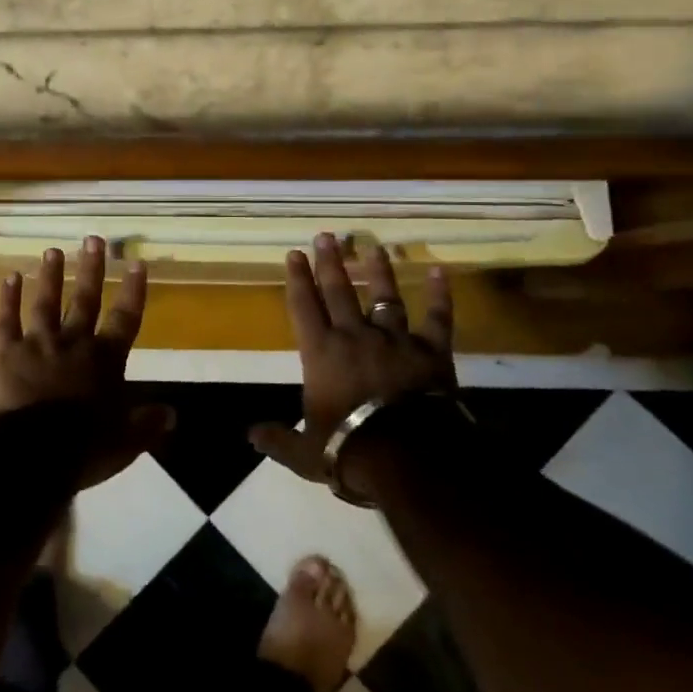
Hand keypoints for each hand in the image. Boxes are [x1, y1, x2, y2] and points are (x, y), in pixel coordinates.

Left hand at [0, 236, 172, 488]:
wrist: (31, 454)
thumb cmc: (82, 450)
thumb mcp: (124, 442)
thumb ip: (146, 424)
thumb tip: (173, 413)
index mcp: (105, 360)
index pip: (125, 319)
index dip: (133, 291)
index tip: (137, 263)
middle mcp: (74, 342)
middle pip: (86, 299)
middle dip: (91, 269)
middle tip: (93, 239)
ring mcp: (38, 343)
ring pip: (46, 302)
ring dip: (51, 275)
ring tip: (53, 250)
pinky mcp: (6, 351)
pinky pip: (7, 320)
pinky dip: (8, 298)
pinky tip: (10, 277)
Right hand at [249, 232, 454, 486]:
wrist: (407, 456)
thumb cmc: (349, 450)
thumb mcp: (304, 452)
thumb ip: (278, 439)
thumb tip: (251, 435)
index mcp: (321, 354)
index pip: (304, 307)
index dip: (297, 279)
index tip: (294, 253)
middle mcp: (355, 336)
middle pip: (339, 291)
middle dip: (330, 262)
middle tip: (326, 235)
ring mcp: (395, 340)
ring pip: (384, 296)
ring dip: (378, 270)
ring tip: (373, 246)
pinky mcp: (431, 351)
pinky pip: (438, 318)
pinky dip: (440, 295)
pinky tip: (441, 271)